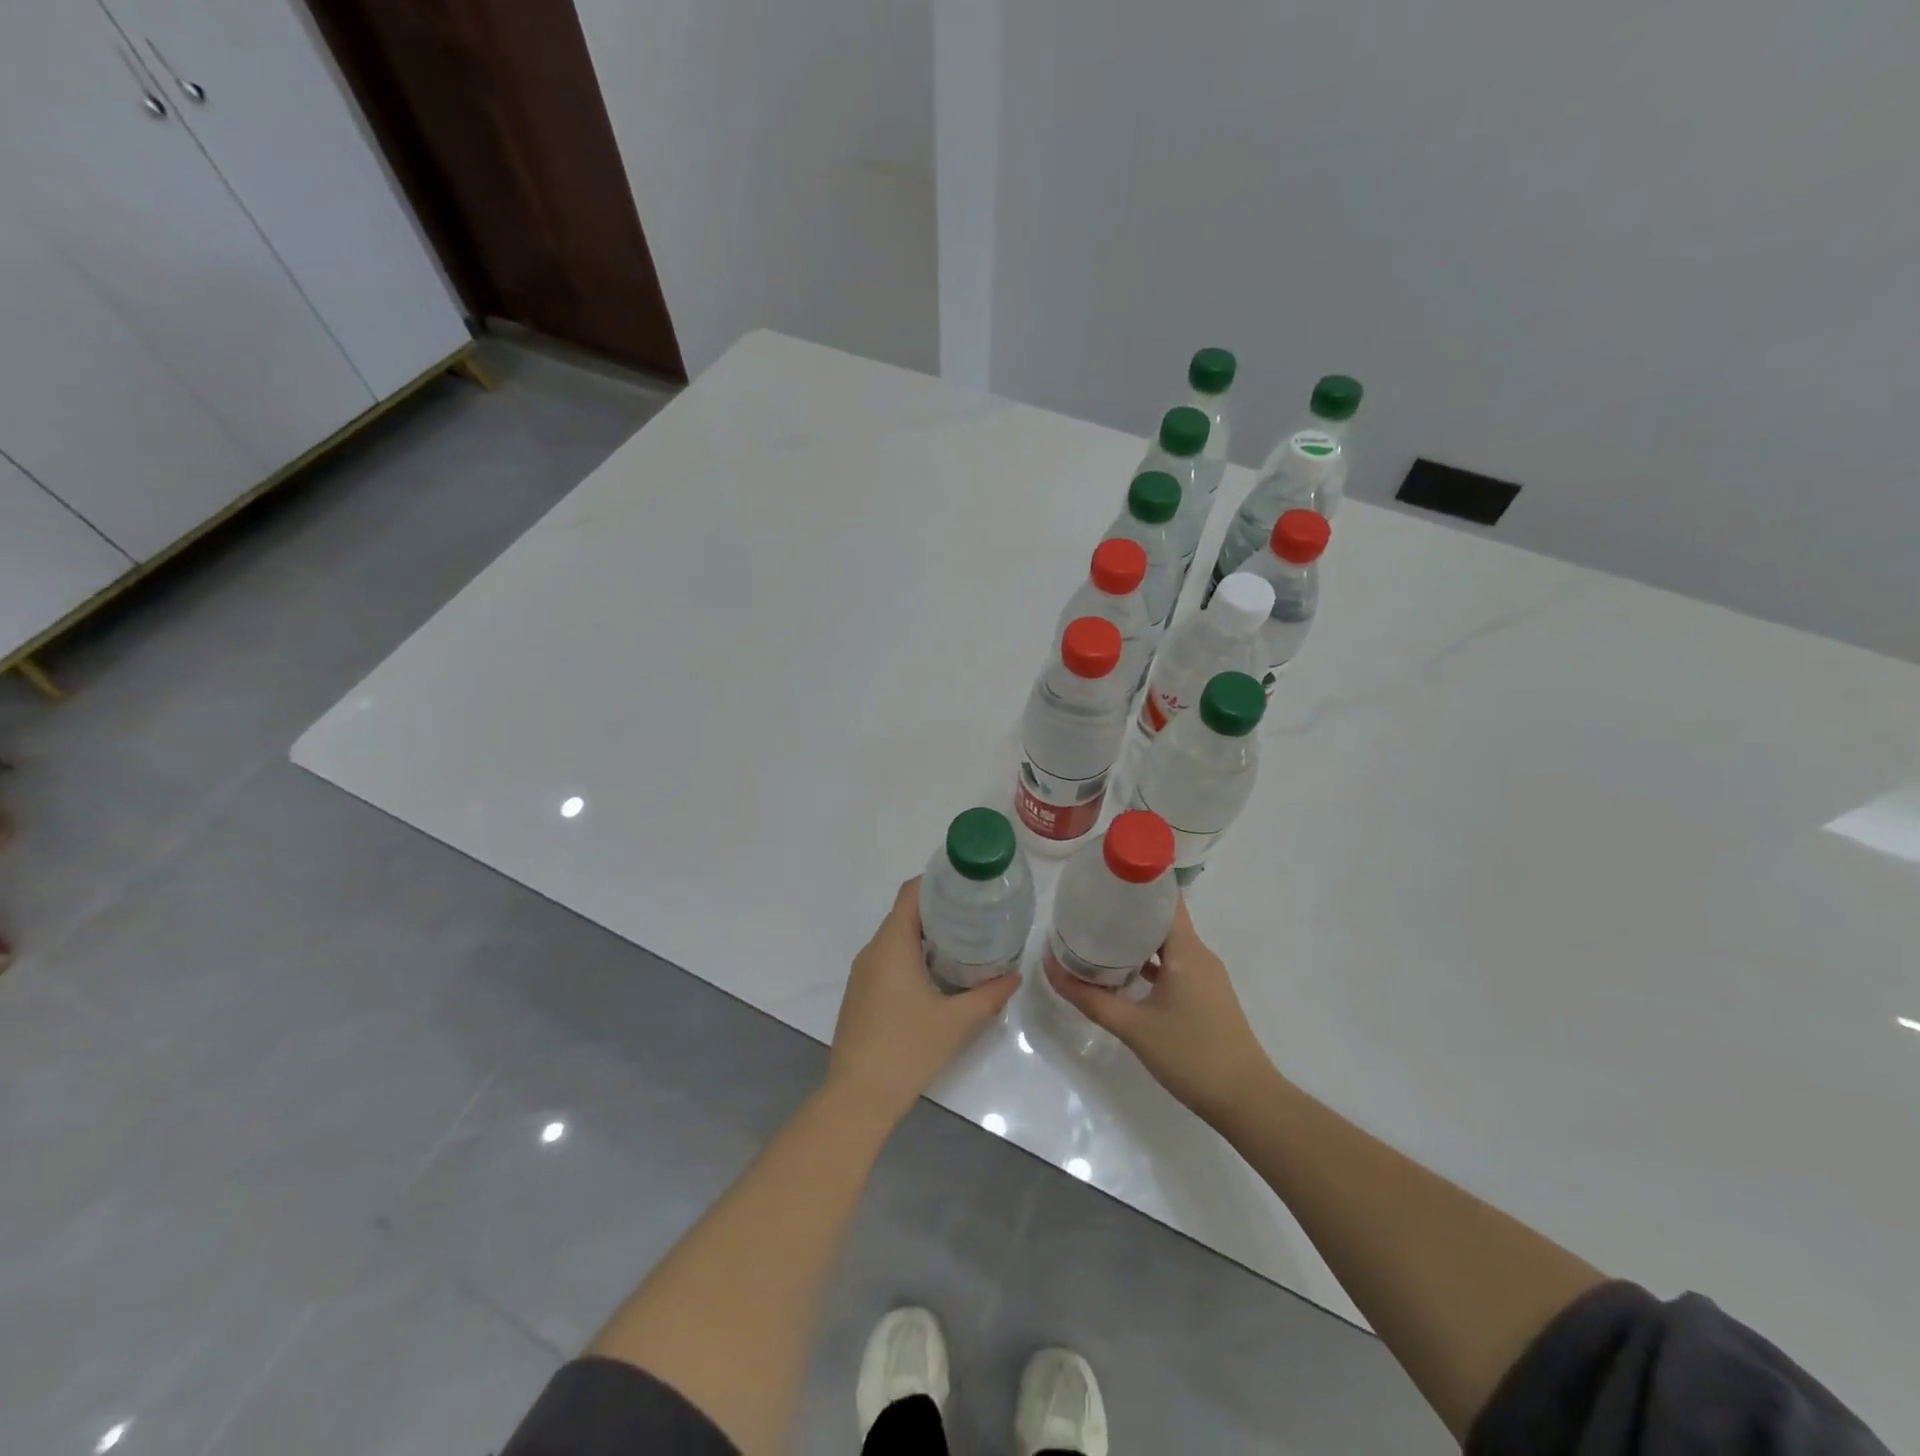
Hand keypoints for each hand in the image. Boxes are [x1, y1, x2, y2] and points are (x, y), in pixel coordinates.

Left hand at [826, 878, 1019, 1126]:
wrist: (857, 1098)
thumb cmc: (907, 1050)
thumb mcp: (956, 1022)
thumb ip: (989, 995)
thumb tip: (1015, 975)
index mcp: (891, 946)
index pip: (911, 893)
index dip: (937, 881)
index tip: (967, 883)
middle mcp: (872, 951)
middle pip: (904, 913)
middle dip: (939, 908)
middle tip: (975, 912)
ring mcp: (863, 973)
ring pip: (895, 937)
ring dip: (926, 933)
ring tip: (963, 939)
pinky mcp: (861, 993)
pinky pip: (888, 958)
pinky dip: (912, 954)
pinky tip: (937, 971)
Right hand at [1046, 898, 1275, 1126]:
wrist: (1246, 1101)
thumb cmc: (1190, 1055)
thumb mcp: (1132, 1027)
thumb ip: (1088, 998)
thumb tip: (1049, 966)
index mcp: (1186, 950)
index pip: (1164, 898)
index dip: (1137, 882)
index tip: (1104, 875)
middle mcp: (1199, 954)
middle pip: (1162, 918)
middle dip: (1127, 909)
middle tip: (1089, 905)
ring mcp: (1206, 976)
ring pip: (1168, 943)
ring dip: (1136, 937)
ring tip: (1099, 934)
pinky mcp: (1206, 995)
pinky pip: (1175, 964)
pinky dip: (1150, 961)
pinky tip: (1123, 971)